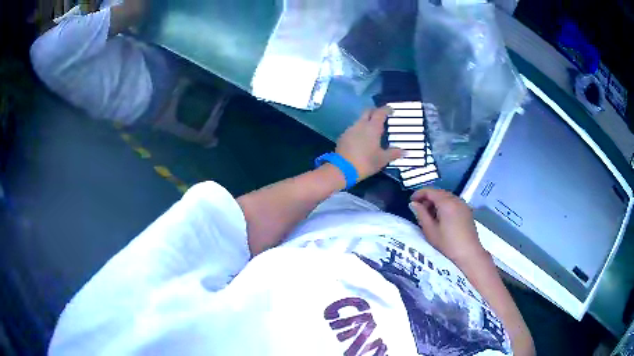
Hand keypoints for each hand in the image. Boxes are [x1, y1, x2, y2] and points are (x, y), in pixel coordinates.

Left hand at [336, 107, 403, 180]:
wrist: (342, 169)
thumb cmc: (366, 162)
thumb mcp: (382, 159)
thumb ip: (394, 153)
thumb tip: (405, 151)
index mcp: (372, 127)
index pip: (380, 112)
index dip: (386, 109)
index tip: (391, 110)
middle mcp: (360, 124)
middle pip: (368, 112)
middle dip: (375, 112)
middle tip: (381, 117)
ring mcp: (350, 129)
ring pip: (360, 120)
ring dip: (366, 122)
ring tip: (372, 131)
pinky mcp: (343, 136)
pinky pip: (353, 129)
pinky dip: (359, 130)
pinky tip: (362, 139)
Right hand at [409, 189, 488, 264]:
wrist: (469, 253)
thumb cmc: (447, 243)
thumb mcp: (430, 230)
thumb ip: (421, 214)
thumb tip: (413, 204)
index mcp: (446, 202)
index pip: (430, 191)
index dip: (419, 194)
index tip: (411, 201)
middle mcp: (456, 199)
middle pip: (439, 192)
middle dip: (427, 198)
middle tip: (419, 210)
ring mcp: (463, 204)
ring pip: (446, 197)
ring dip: (436, 202)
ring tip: (429, 215)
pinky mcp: (467, 211)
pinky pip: (453, 202)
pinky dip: (444, 205)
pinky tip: (441, 218)